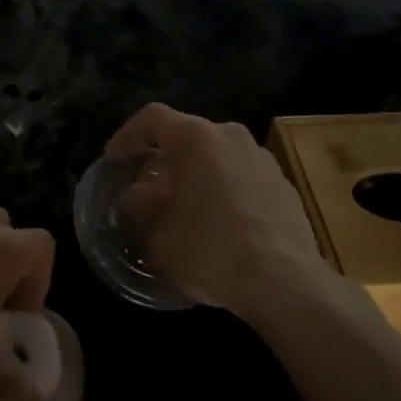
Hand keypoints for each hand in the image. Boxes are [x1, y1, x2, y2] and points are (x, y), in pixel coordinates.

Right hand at [105, 104, 321, 314]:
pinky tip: (222, 223)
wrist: (285, 283)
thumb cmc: (211, 250)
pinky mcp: (284, 183)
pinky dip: (226, 189)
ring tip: (186, 205)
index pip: (152, 117)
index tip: (114, 160)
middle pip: (188, 134)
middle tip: (148, 185)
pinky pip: (243, 175)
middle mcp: (230, 135)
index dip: (127, 135)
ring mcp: (262, 157)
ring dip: (198, 173)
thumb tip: (138, 196)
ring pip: (218, 154)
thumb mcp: (159, 237)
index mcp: (195, 138)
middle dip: (165, 157)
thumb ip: (140, 209)